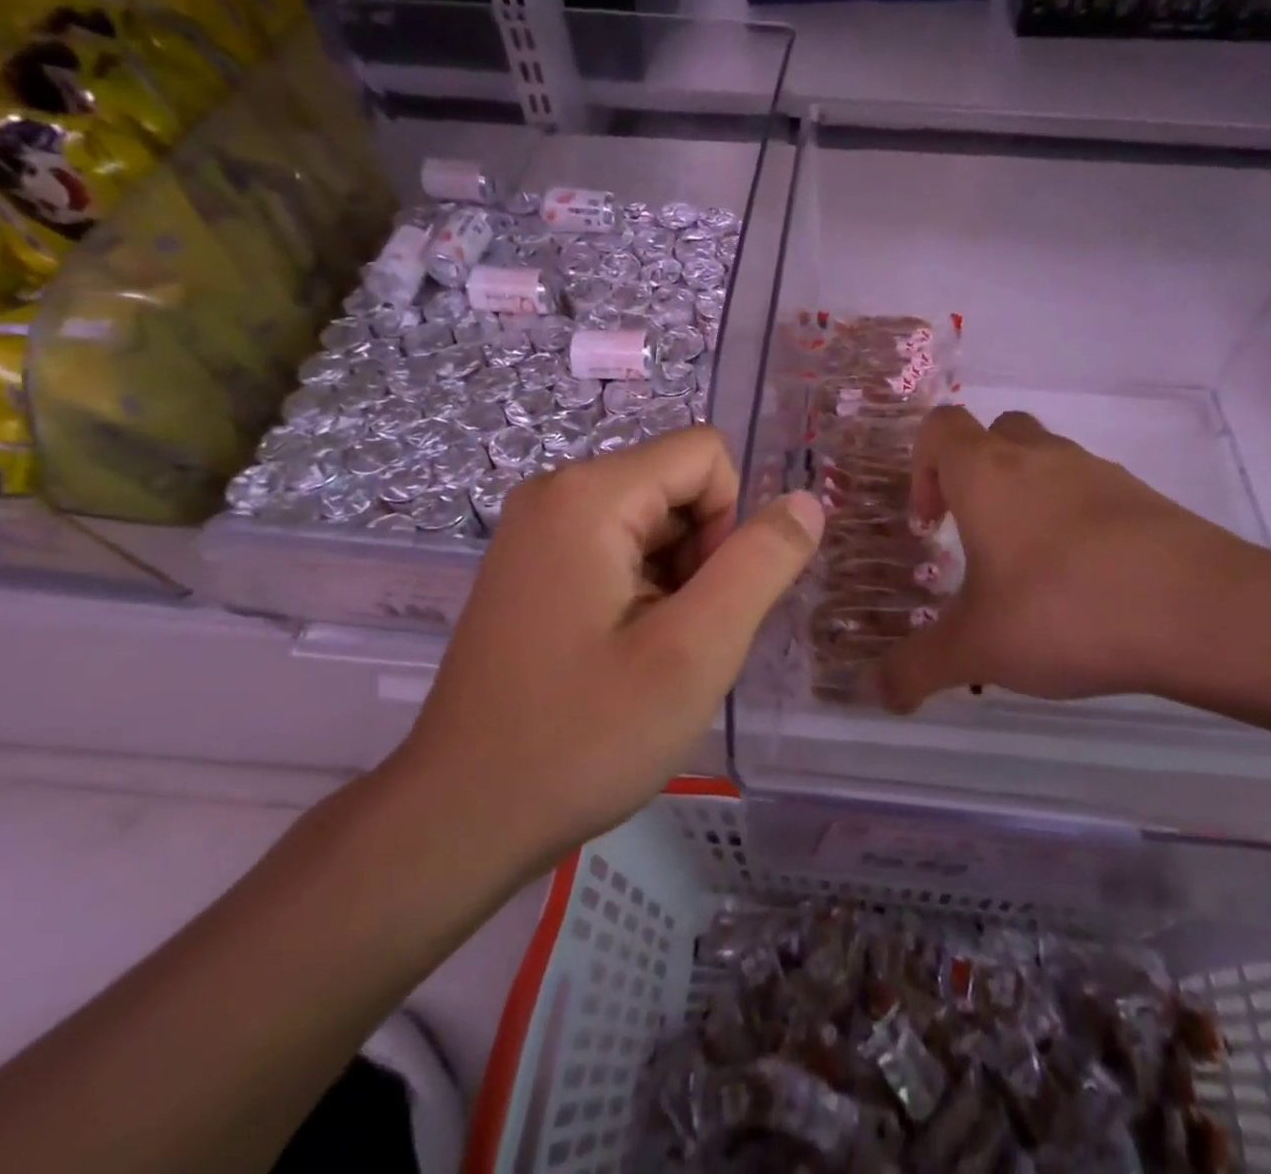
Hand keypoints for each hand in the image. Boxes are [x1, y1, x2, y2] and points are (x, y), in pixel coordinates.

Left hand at [392, 427, 822, 871]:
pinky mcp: (533, 567)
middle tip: (677, 640)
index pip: (705, 455)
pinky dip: (643, 592)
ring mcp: (537, 530)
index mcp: (588, 494)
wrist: (463, 815)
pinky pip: (617, 549)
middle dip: (701, 555)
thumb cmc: (583, 736)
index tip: (703, 603)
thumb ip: (760, 565)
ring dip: (676, 580)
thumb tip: (807, 502)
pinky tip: (622, 656)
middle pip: (676, 486)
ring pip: (652, 522)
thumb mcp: (695, 651)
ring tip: (649, 655)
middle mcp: (555, 492)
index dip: (729, 523)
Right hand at [877, 406, 1270, 712]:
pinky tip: (1084, 583)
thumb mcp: (976, 649)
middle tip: (973, 536)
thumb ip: (915, 668)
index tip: (930, 526)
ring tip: (1029, 570)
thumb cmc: (1064, 610)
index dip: (921, 466)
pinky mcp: (1144, 498)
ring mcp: (1098, 472)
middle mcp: (1040, 456)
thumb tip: (875, 694)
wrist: (1202, 612)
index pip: (939, 426)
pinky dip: (1074, 521)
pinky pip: (1091, 492)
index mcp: (987, 473)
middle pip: (994, 433)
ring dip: (1025, 498)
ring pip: (1046, 460)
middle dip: (973, 476)